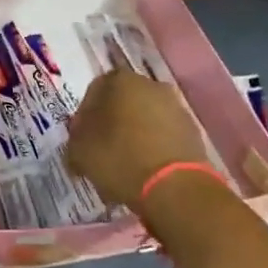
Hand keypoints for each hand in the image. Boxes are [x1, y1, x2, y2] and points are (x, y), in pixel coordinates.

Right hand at [63, 67, 206, 208]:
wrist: (175, 187)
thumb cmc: (120, 159)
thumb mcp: (80, 151)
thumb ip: (75, 139)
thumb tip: (80, 139)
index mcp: (119, 80)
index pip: (93, 92)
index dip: (84, 118)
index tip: (81, 141)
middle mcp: (149, 84)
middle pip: (121, 103)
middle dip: (111, 124)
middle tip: (101, 151)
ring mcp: (175, 106)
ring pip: (144, 118)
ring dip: (134, 135)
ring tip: (125, 165)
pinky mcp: (192, 130)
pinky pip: (164, 135)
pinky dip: (153, 147)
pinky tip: (146, 170)